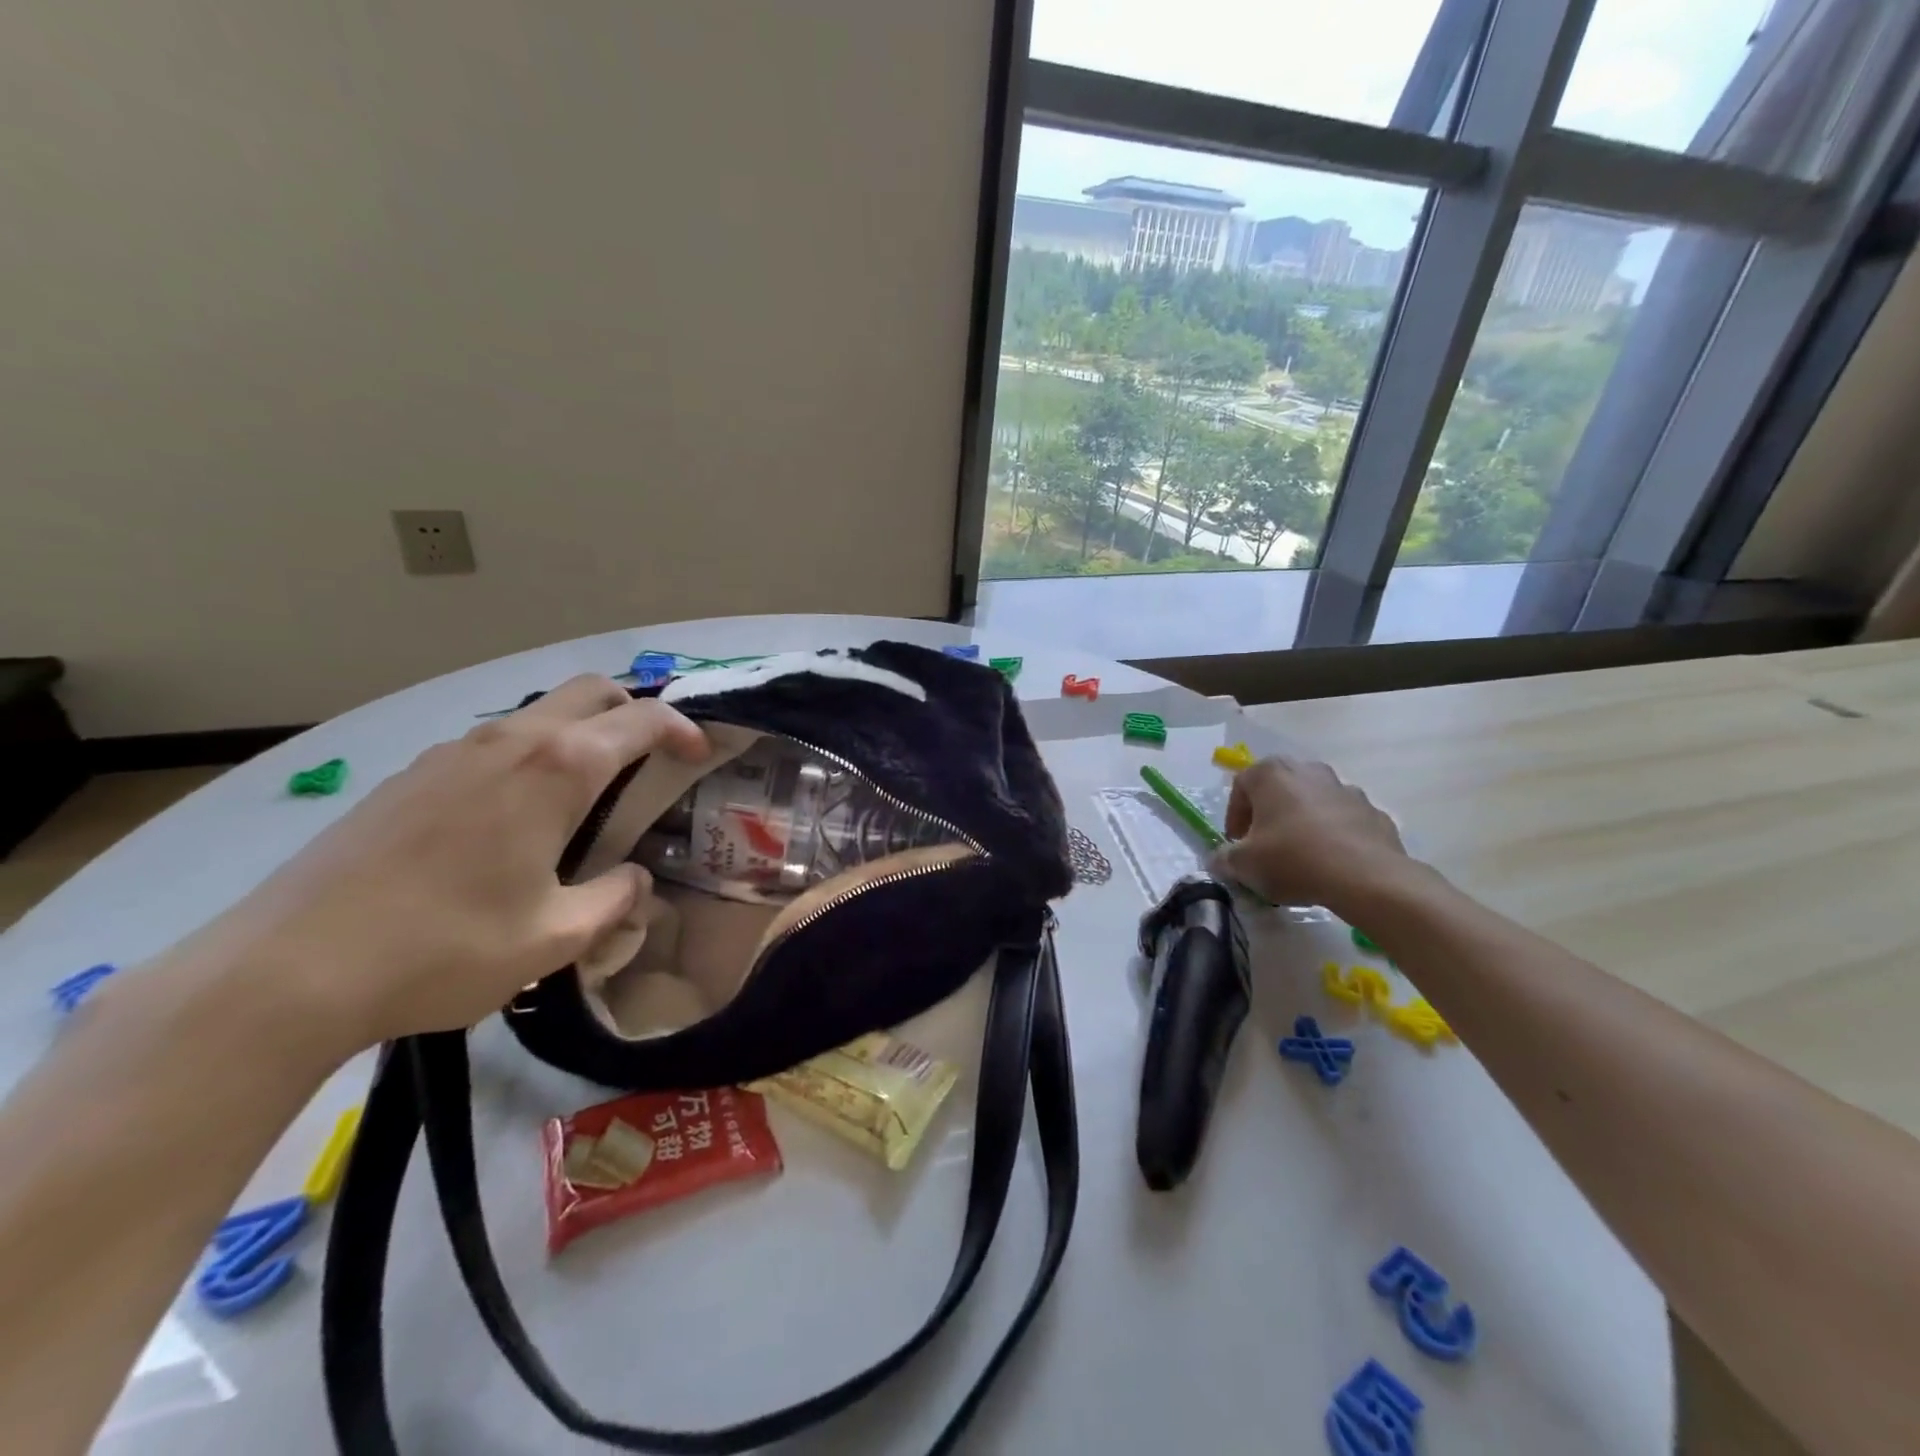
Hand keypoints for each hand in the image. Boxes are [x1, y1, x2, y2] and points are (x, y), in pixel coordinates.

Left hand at [187, 676, 707, 1050]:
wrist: (288, 969)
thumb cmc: (445, 948)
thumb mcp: (556, 937)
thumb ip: (614, 899)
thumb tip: (636, 880)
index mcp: (558, 769)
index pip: (642, 719)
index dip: (683, 729)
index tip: (700, 754)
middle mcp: (510, 741)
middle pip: (590, 691)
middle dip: (633, 711)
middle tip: (651, 757)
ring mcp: (452, 751)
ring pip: (537, 713)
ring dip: (578, 734)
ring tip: (585, 794)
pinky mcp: (410, 775)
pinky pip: (492, 743)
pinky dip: (528, 756)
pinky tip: (511, 818)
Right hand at [1211, 756, 1414, 916]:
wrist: (1366, 877)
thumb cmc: (1293, 859)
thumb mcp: (1243, 864)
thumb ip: (1225, 858)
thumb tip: (1221, 859)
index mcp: (1272, 773)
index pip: (1240, 786)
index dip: (1234, 817)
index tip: (1236, 844)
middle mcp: (1308, 770)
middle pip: (1278, 790)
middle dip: (1268, 816)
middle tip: (1264, 847)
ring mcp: (1346, 789)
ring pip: (1313, 803)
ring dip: (1302, 824)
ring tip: (1300, 858)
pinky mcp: (1374, 812)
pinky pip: (1344, 821)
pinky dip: (1334, 836)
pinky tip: (1331, 864)